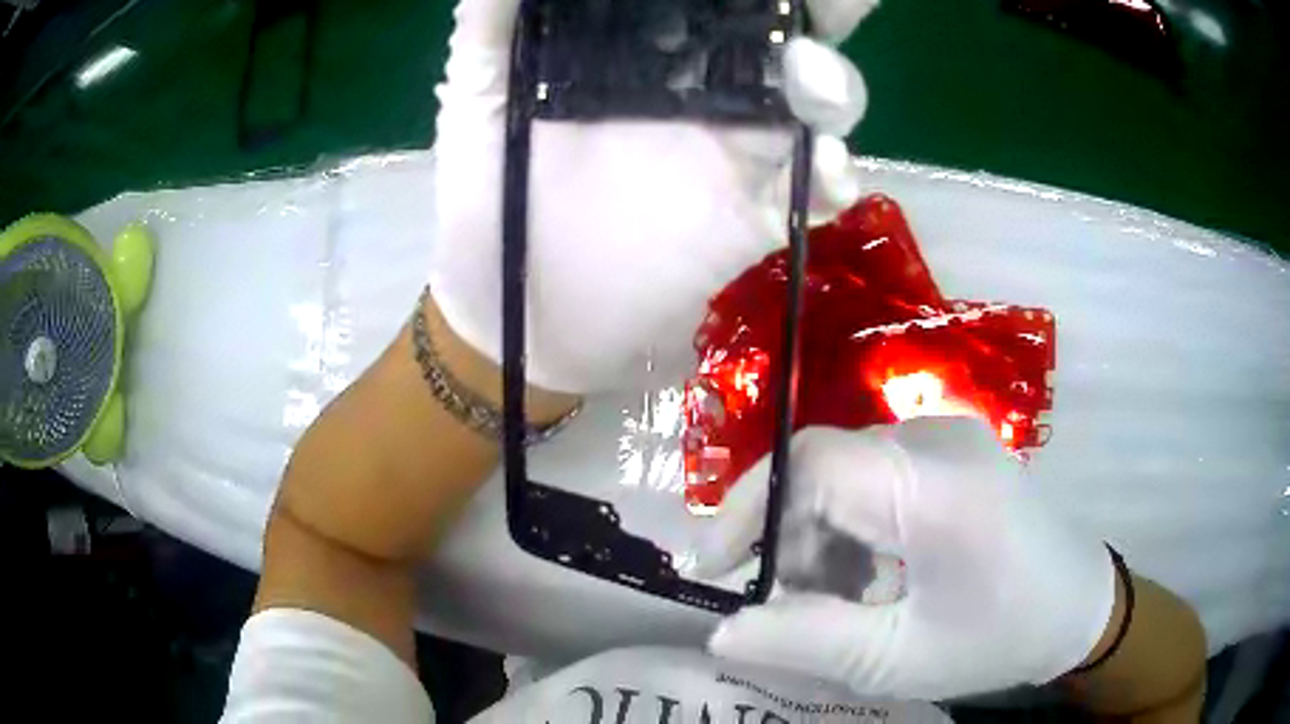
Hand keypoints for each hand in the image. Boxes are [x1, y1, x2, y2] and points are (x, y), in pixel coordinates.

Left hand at [430, 0, 876, 393]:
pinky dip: (835, 178)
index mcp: (640, 54)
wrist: (521, 319)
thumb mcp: (478, 105)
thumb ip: (491, 32)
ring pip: (815, 104)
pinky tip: (829, 169)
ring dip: (832, 85)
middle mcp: (699, 93)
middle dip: (815, 15)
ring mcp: (734, 156)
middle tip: (828, 3)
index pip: (710, 1)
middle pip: (778, 39)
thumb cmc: (489, 205)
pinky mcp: (752, 220)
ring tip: (813, 79)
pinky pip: (815, 193)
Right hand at [703, 418, 1116, 700]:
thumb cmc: (998, 638)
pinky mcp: (953, 449)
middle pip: (825, 467)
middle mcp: (938, 438)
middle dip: (788, 539)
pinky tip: (870, 578)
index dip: (747, 510)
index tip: (714, 571)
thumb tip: (722, 630)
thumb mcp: (895, 660)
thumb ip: (804, 641)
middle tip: (782, 606)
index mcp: (934, 485)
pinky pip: (876, 474)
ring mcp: (949, 436)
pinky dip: (854, 528)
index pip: (811, 462)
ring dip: (821, 538)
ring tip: (834, 603)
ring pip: (846, 472)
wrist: (1078, 606)